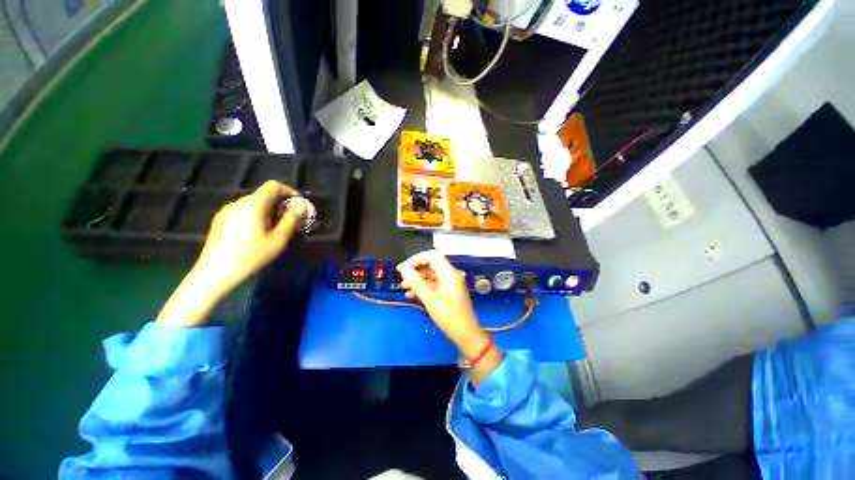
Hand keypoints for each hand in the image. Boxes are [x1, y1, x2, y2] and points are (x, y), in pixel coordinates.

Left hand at [195, 181, 305, 291]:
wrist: (214, 272)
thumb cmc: (247, 258)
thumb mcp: (275, 243)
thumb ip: (290, 223)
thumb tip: (300, 208)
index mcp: (254, 203)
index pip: (274, 185)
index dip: (287, 192)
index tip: (296, 206)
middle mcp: (239, 200)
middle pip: (261, 196)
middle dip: (275, 206)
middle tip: (283, 224)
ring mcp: (226, 210)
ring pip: (249, 206)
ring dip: (261, 214)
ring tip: (265, 234)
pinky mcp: (218, 220)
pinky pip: (238, 214)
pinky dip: (247, 219)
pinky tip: (246, 239)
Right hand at [396, 250, 485, 354]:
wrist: (465, 334)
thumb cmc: (449, 317)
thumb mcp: (430, 300)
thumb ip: (417, 283)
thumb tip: (404, 269)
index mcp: (450, 274)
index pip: (433, 256)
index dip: (417, 259)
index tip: (404, 268)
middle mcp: (451, 276)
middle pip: (431, 265)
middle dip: (415, 269)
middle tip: (401, 277)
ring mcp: (450, 285)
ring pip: (430, 276)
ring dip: (417, 279)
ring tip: (404, 287)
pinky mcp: (448, 294)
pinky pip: (433, 285)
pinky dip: (422, 288)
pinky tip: (411, 295)